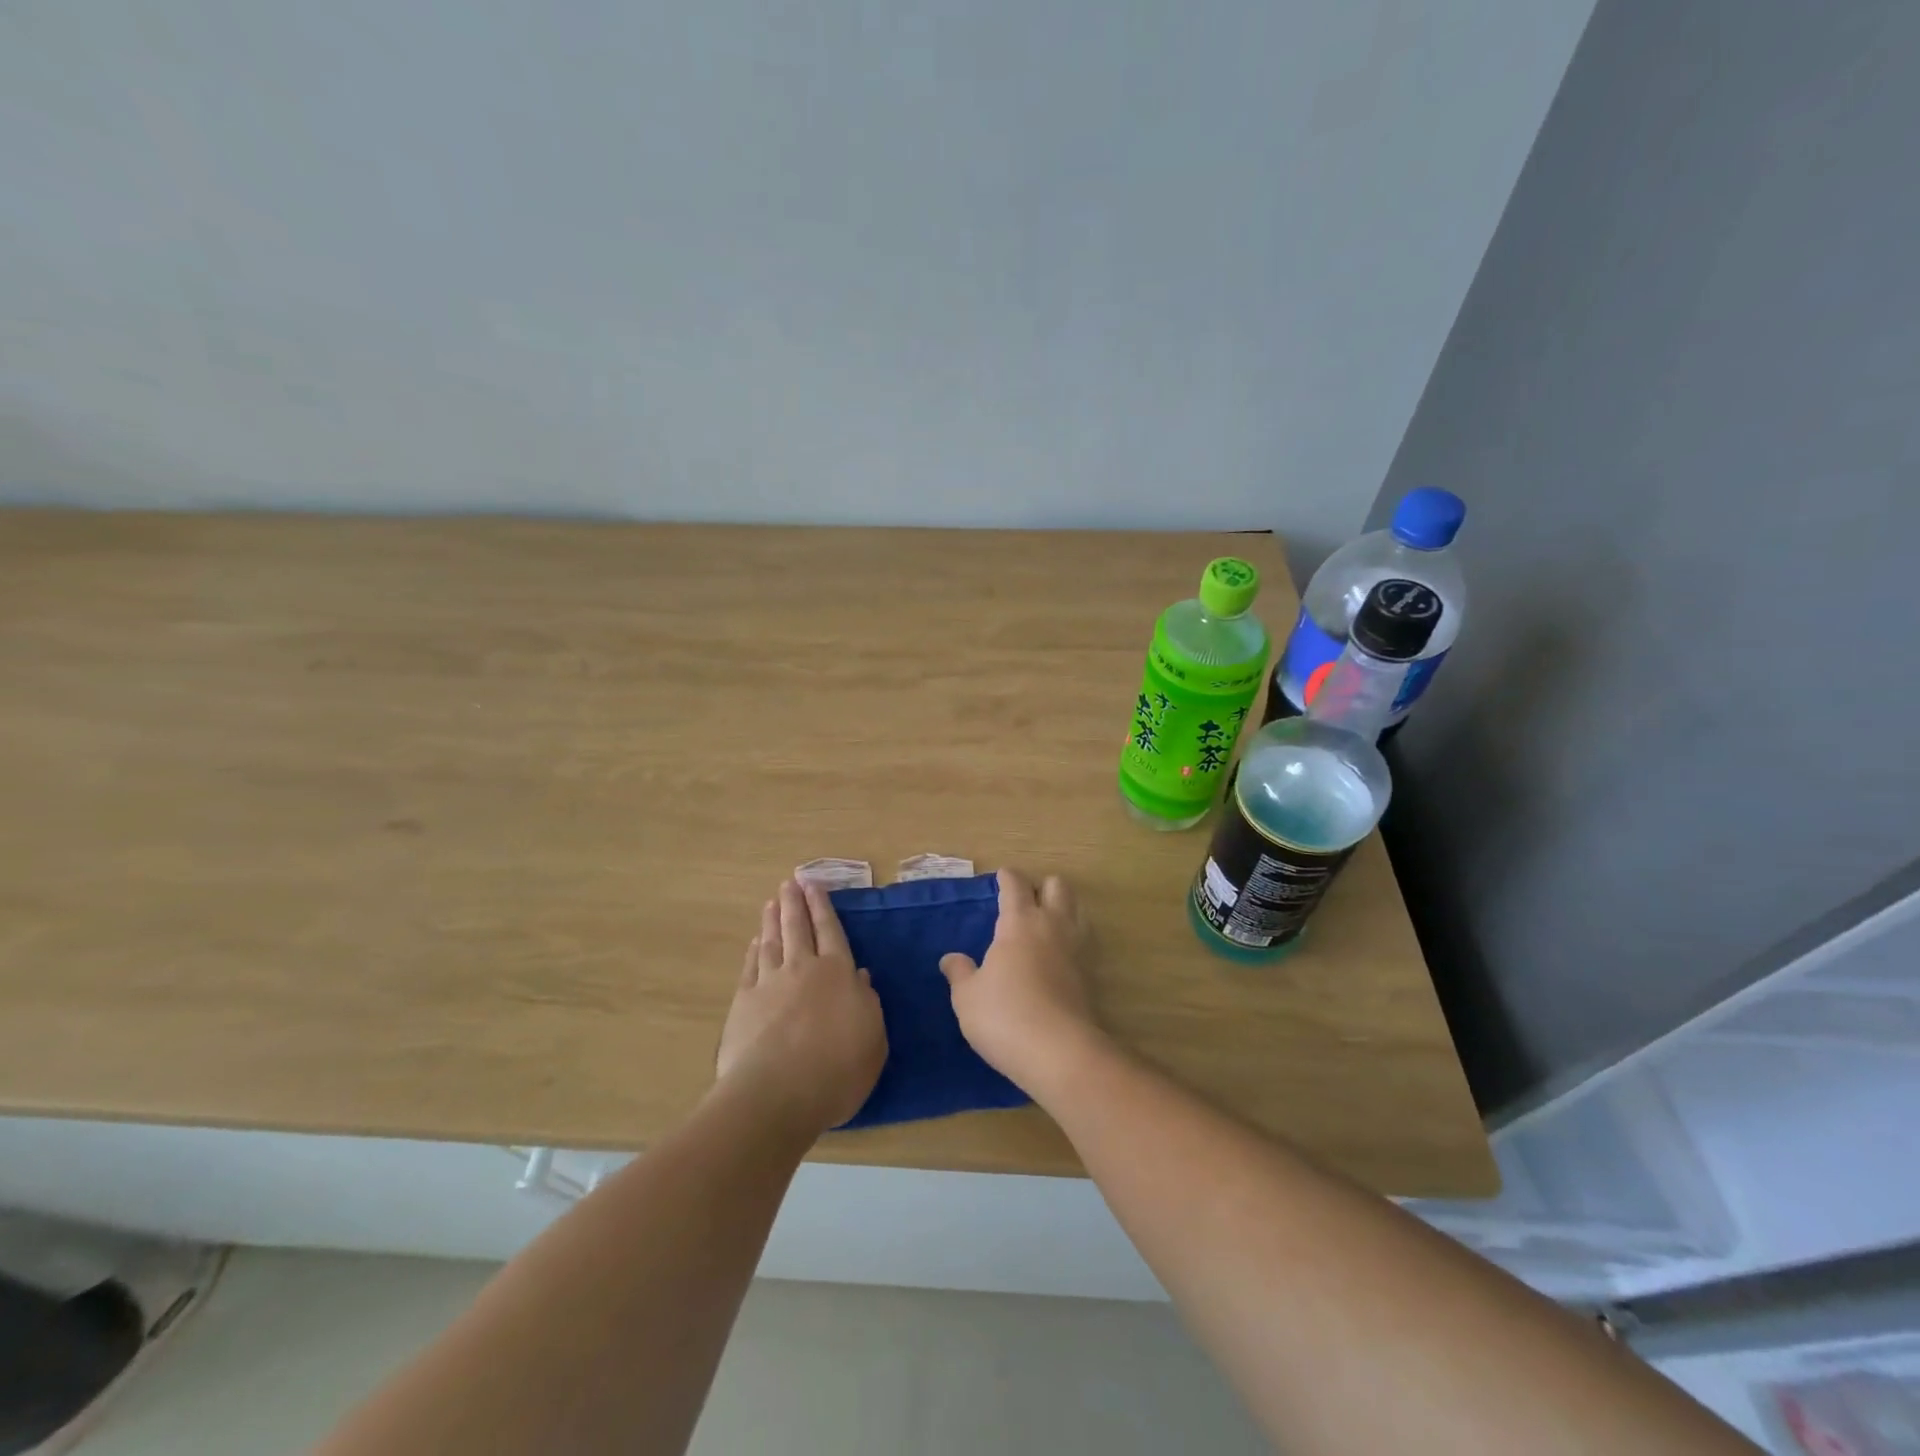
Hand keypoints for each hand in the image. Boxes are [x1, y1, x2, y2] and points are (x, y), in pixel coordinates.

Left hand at [716, 879, 887, 1137]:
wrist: (776, 1094)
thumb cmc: (837, 1069)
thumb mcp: (873, 1038)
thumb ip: (866, 1003)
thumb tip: (859, 975)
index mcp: (838, 973)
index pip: (831, 931)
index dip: (823, 907)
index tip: (814, 885)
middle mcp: (803, 968)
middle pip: (798, 928)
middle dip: (795, 903)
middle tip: (790, 882)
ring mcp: (770, 983)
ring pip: (772, 942)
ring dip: (773, 920)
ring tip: (772, 902)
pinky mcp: (744, 1003)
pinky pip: (751, 967)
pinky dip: (754, 951)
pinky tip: (755, 943)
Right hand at [939, 868, 1104, 1096]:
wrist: (1060, 1053)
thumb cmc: (1005, 1016)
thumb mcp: (967, 997)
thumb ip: (960, 973)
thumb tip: (951, 958)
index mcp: (1020, 922)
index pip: (1016, 884)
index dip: (1007, 877)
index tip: (1001, 876)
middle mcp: (1053, 925)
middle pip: (1057, 886)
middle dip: (1042, 886)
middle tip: (1025, 902)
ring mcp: (1078, 948)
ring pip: (1077, 909)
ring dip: (1063, 909)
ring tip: (1045, 925)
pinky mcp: (1092, 974)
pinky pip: (1085, 941)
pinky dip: (1073, 940)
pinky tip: (1060, 956)